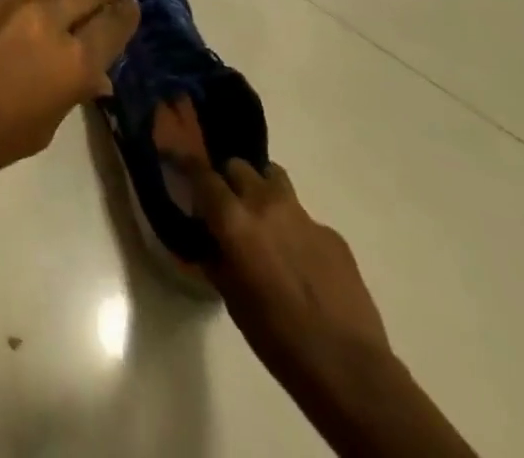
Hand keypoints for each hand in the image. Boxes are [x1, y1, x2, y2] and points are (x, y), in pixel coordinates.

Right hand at [155, 101, 389, 376]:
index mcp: (233, 219)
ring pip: (274, 178)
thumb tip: (210, 237)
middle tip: (227, 204)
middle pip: (238, 166)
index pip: (201, 172)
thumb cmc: (276, 336)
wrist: (348, 368)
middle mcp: (264, 203)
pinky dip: (295, 228)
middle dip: (229, 179)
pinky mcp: (333, 234)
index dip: (185, 162)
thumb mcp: (229, 295)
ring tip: (264, 219)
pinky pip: (305, 217)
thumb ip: (215, 254)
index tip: (175, 156)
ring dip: (262, 189)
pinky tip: (302, 261)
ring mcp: (303, 215)